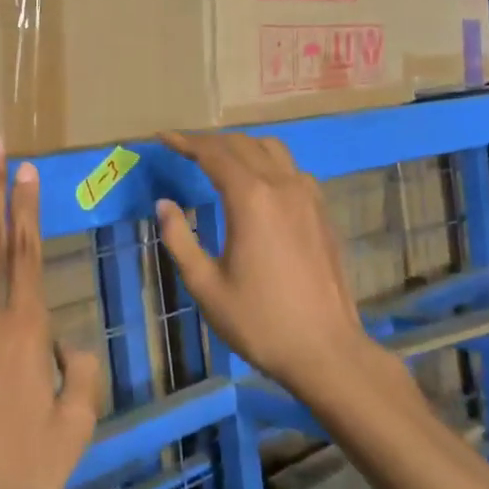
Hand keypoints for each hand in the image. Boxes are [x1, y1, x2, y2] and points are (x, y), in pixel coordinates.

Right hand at [155, 131, 375, 399]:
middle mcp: (282, 186)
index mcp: (250, 199)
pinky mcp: (322, 212)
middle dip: (210, 142)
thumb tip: (164, 204)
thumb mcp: (206, 285)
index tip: (163, 139)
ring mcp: (308, 196)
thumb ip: (180, 239)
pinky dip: (267, 163)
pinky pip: (292, 170)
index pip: (213, 154)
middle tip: (183, 149)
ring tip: (219, 160)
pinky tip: (257, 185)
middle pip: (242, 144)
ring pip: (273, 150)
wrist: (326, 349)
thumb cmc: (259, 321)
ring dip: (241, 147)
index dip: (186, 142)